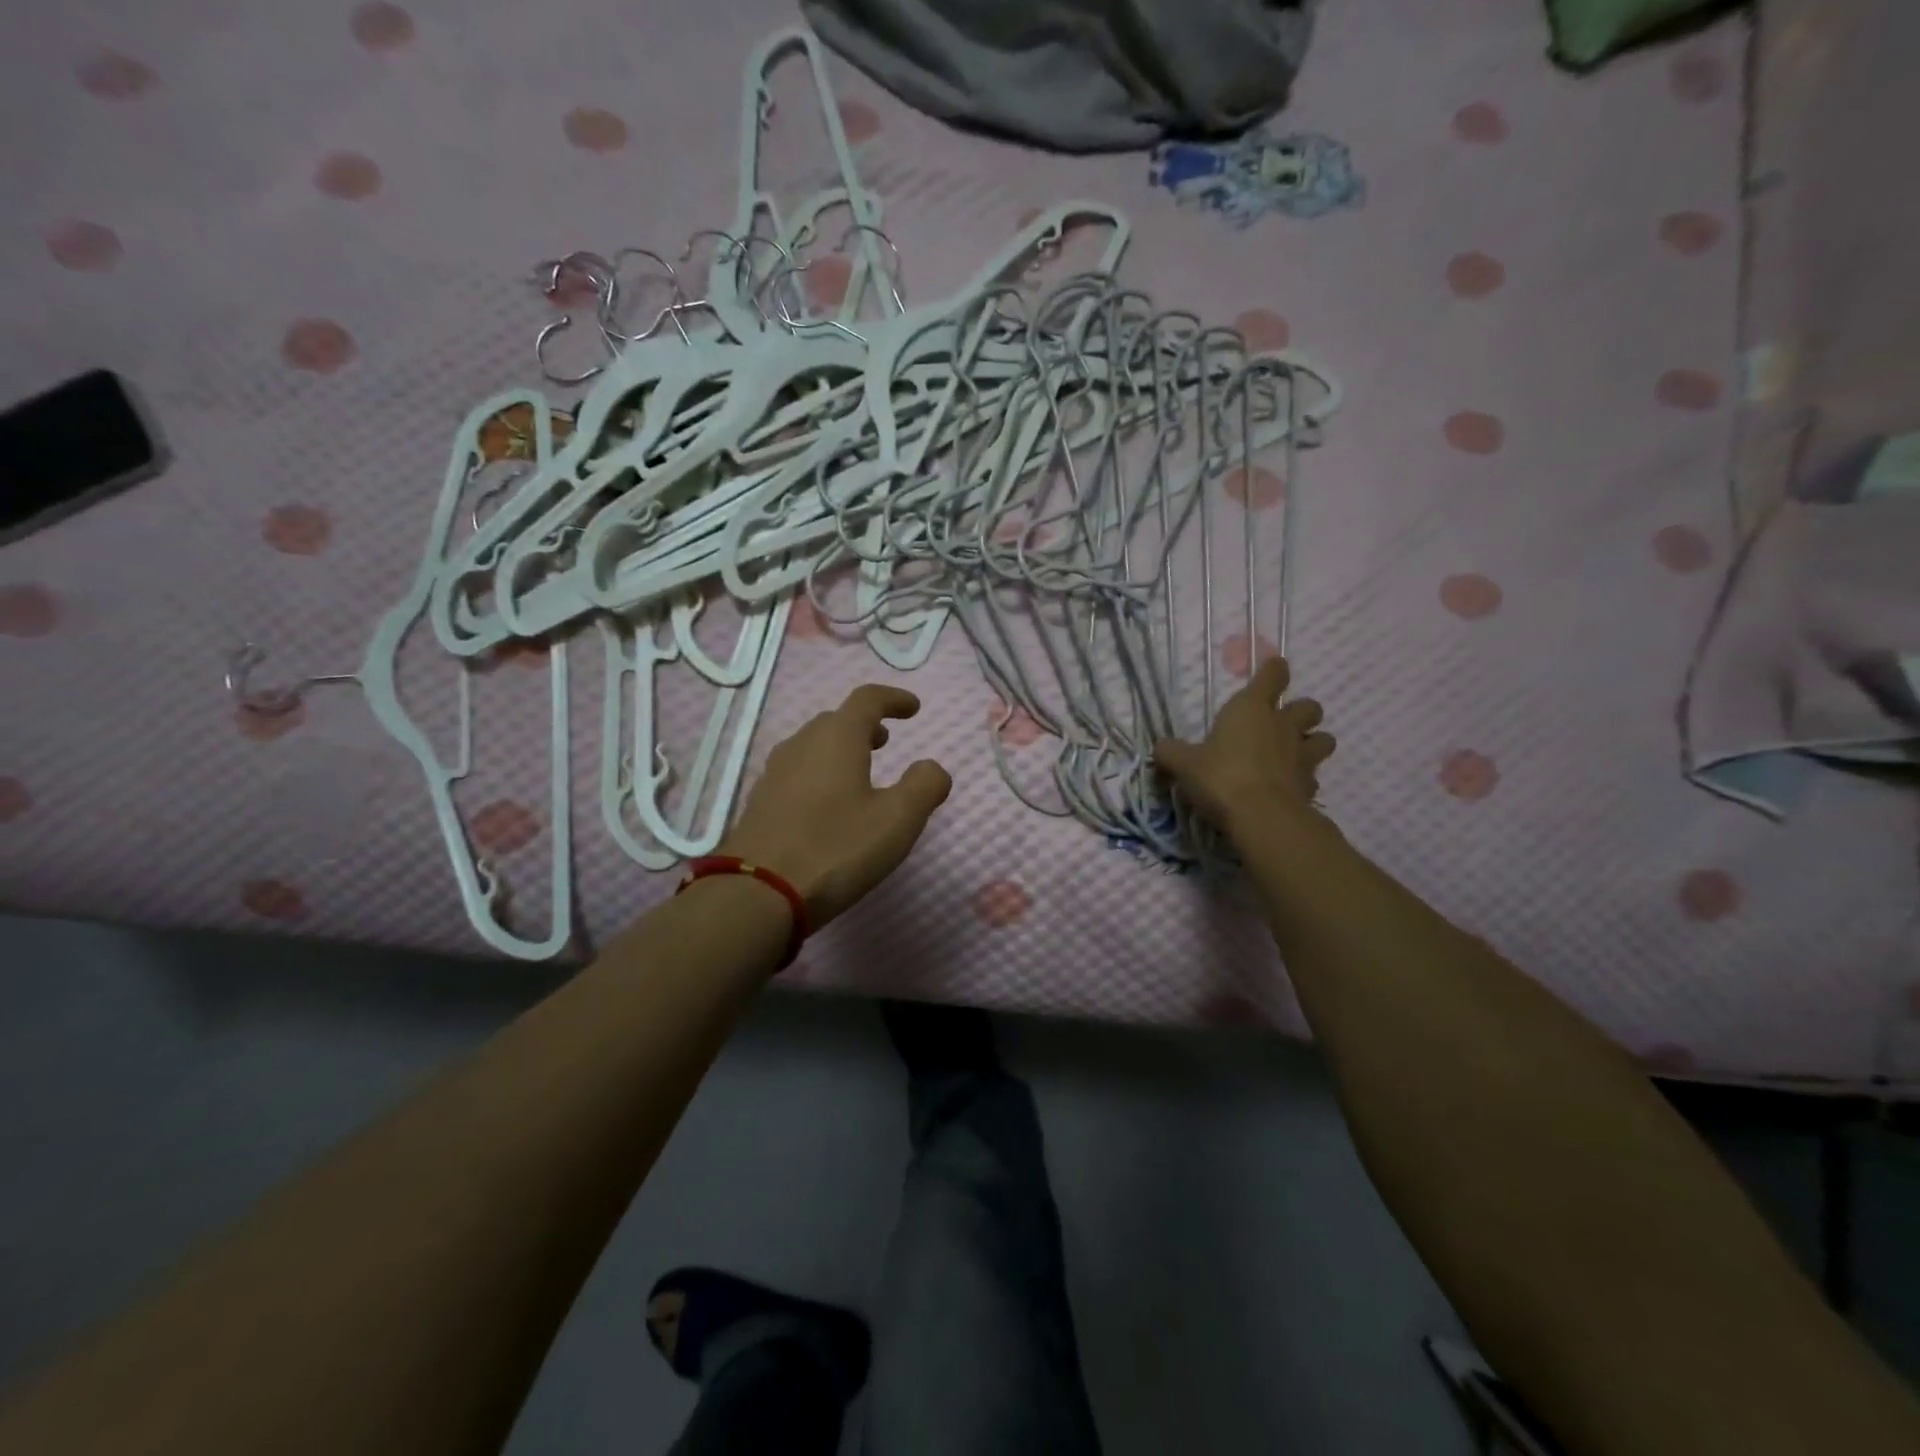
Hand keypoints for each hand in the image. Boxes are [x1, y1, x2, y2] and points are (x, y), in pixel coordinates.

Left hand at [719, 684, 952, 926]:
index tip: (913, 708)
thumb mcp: (897, 820)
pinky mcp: (760, 803)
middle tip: (885, 741)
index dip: (893, 699)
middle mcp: (802, 745)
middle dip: (864, 725)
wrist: (757, 893)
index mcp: (837, 738)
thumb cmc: (835, 849)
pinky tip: (827, 805)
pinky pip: (796, 773)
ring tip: (859, 771)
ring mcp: (775, 774)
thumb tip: (932, 768)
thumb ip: (924, 786)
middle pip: (836, 721)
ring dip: (839, 749)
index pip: (867, 699)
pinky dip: (819, 774)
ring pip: (812, 746)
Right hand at [1154, 657, 1334, 835]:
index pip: (1273, 675)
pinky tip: (1288, 788)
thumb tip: (1161, 747)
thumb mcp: (1183, 764)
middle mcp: (1282, 725)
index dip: (1274, 670)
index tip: (1274, 669)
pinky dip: (1304, 779)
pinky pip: (1314, 775)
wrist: (1261, 817)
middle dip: (1300, 711)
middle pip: (1309, 706)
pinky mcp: (1311, 785)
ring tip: (1295, 754)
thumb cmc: (1220, 777)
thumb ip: (1171, 752)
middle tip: (1282, 724)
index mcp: (1251, 709)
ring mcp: (1302, 756)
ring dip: (1313, 742)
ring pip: (1324, 738)